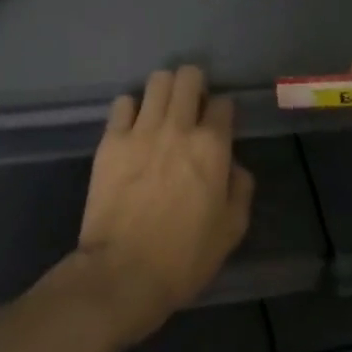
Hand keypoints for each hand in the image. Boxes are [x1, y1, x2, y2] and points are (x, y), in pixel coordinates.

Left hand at [71, 66, 254, 342]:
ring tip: (162, 110)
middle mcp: (178, 128)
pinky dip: (131, 108)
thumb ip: (240, 189)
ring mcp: (141, 130)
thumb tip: (232, 165)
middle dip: (194, 85)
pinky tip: (133, 126)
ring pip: (157, 80)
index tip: (219, 126)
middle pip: (188, 77)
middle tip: (191, 107)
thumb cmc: (183, 258)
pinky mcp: (111, 140)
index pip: (223, 104)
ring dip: (165, 90)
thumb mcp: (230, 231)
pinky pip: (122, 103)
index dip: (223, 113)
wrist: (122, 274)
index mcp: (212, 147)